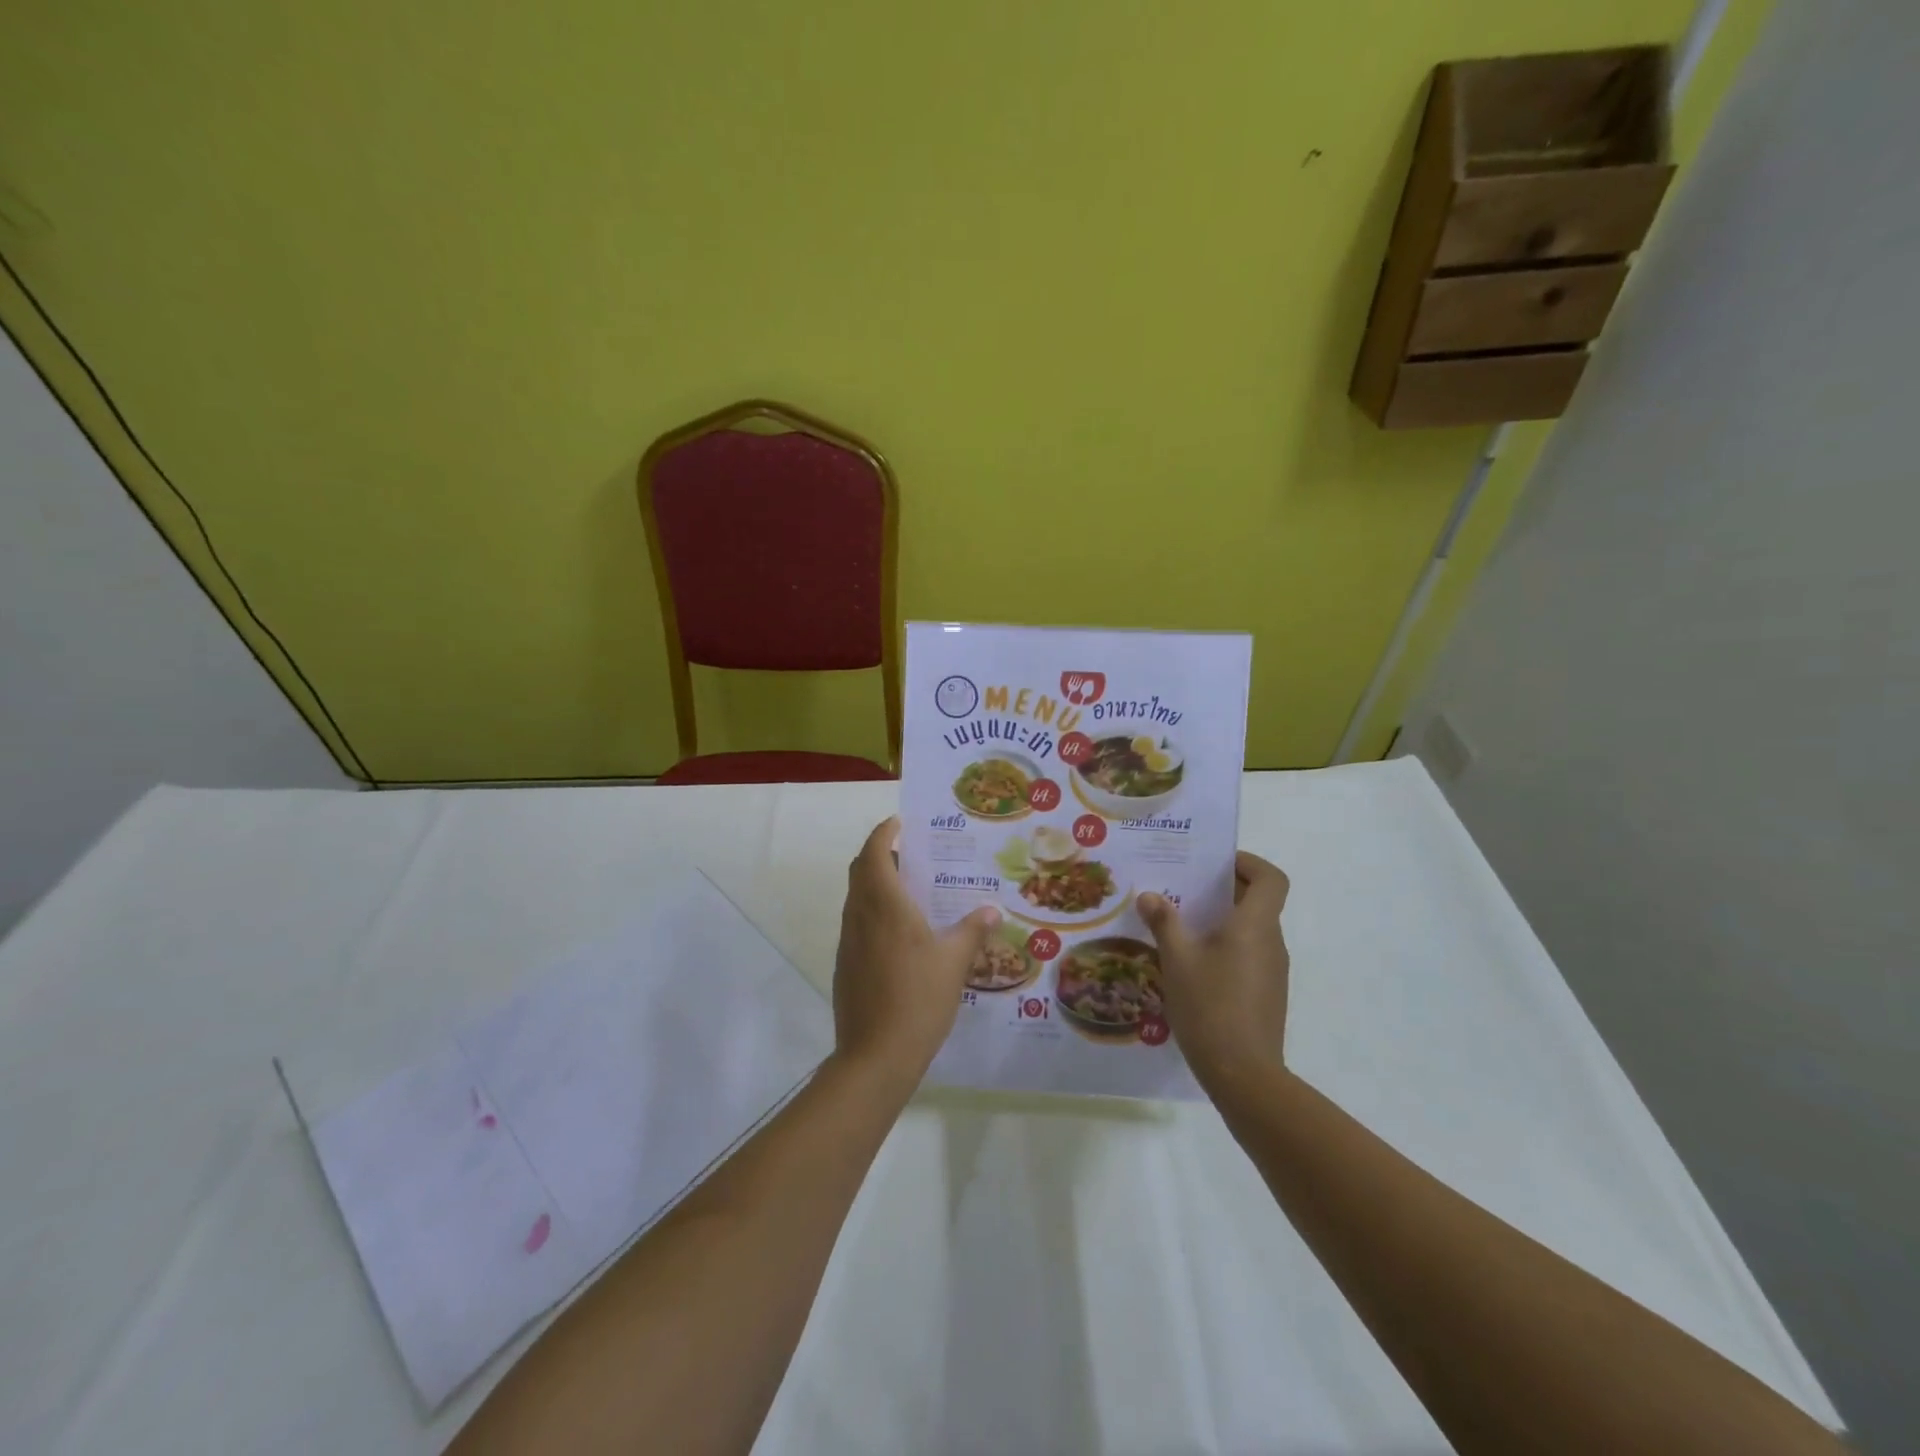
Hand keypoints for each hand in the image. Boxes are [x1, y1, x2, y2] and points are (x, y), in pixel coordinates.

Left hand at [834, 818, 999, 1087]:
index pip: (873, 852)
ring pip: (857, 897)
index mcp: (884, 905)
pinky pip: (858, 922)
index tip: (900, 823)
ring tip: (911, 889)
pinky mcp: (846, 964)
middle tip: (911, 853)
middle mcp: (860, 915)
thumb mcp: (954, 962)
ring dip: (876, 883)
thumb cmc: (918, 999)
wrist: (875, 1056)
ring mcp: (848, 941)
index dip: (883, 832)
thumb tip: (992, 910)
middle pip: (860, 870)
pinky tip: (901, 932)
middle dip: (879, 854)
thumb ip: (972, 931)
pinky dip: (873, 911)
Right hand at [1137, 852, 1290, 1093]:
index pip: (1271, 878)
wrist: (1243, 1074)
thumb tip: (1150, 896)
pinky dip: (1226, 948)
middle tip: (1184, 889)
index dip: (1249, 863)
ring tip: (1181, 926)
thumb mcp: (1177, 959)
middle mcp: (1271, 942)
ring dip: (1222, 921)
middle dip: (1224, 890)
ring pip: (1252, 930)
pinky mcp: (1267, 994)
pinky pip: (1249, 955)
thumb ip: (1164, 922)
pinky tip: (1194, 965)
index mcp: (1254, 925)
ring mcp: (1272, 971)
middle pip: (1259, 902)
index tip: (1217, 863)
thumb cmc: (1210, 1005)